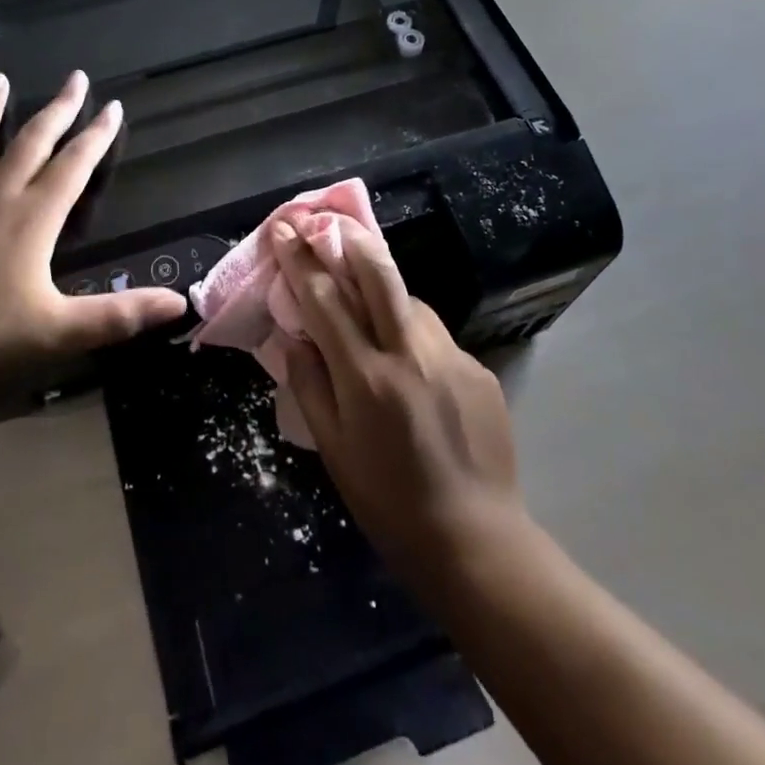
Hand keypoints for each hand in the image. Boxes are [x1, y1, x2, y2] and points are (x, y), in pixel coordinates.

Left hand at [0, 70, 185, 396]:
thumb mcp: (58, 331)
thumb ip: (119, 315)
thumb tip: (179, 303)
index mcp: (34, 218)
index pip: (75, 165)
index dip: (97, 135)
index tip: (113, 105)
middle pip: (32, 140)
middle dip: (58, 108)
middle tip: (75, 78)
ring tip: (0, 79)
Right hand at [270, 218, 524, 581]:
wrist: (476, 540)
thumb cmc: (388, 503)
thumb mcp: (333, 450)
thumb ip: (310, 384)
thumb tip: (293, 336)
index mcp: (367, 378)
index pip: (325, 300)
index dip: (300, 260)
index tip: (284, 229)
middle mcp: (411, 354)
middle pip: (379, 274)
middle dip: (349, 240)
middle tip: (330, 225)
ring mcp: (452, 357)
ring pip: (410, 300)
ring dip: (384, 290)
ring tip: (369, 303)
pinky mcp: (479, 368)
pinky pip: (436, 335)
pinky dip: (413, 332)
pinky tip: (410, 362)